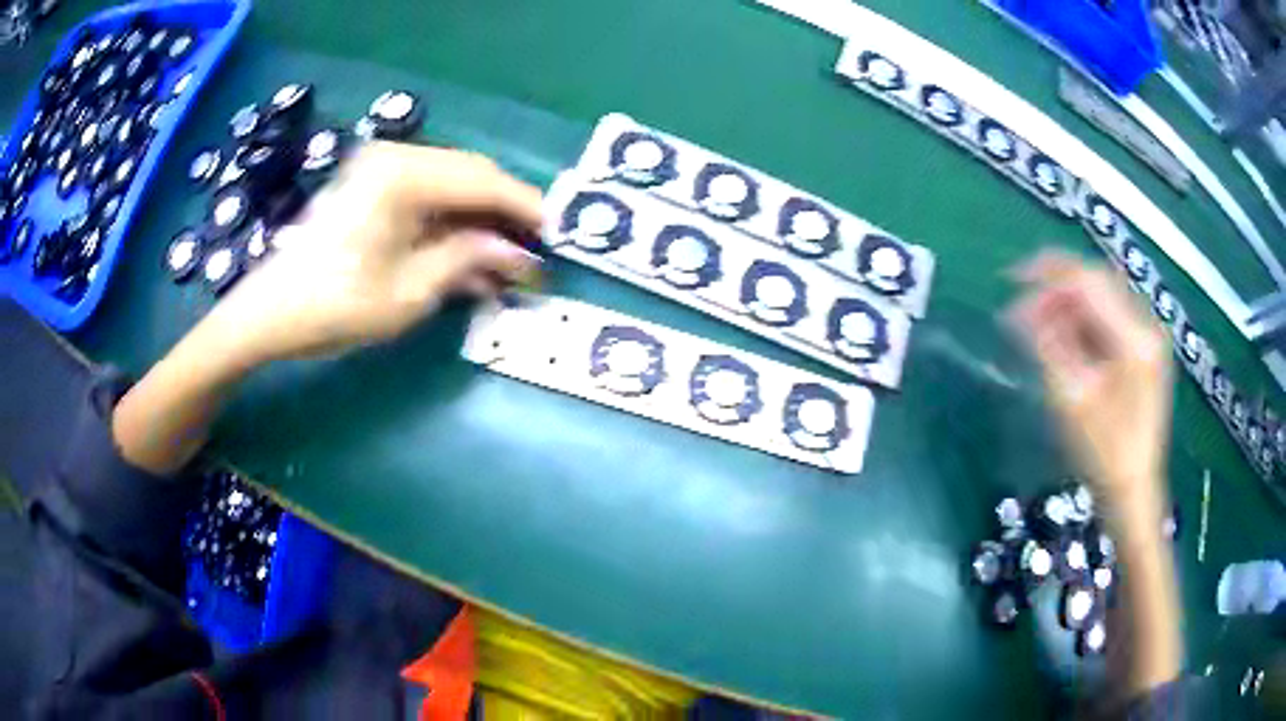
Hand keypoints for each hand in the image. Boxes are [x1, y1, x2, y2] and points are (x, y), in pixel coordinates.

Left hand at [204, 142, 542, 365]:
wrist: (269, 314)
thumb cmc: (334, 306)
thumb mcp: (410, 292)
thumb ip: (468, 260)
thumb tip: (519, 253)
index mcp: (405, 175)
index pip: (484, 181)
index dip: (525, 208)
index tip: (558, 235)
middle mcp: (397, 159)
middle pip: (471, 177)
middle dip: (505, 215)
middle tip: (534, 253)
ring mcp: (382, 171)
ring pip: (452, 187)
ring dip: (480, 222)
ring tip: (507, 262)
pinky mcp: (372, 189)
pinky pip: (427, 199)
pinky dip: (451, 225)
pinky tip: (469, 255)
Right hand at [1009, 251, 1172, 525]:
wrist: (1133, 491)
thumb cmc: (1103, 455)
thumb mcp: (1072, 400)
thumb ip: (1049, 346)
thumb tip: (1021, 308)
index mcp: (1135, 338)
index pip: (1088, 282)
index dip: (1048, 274)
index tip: (1011, 279)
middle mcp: (1146, 326)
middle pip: (1096, 281)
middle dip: (1056, 285)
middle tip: (1020, 300)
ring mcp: (1148, 338)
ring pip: (1102, 296)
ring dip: (1067, 302)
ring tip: (1036, 321)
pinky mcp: (1143, 351)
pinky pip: (1108, 317)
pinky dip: (1082, 318)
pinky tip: (1062, 335)